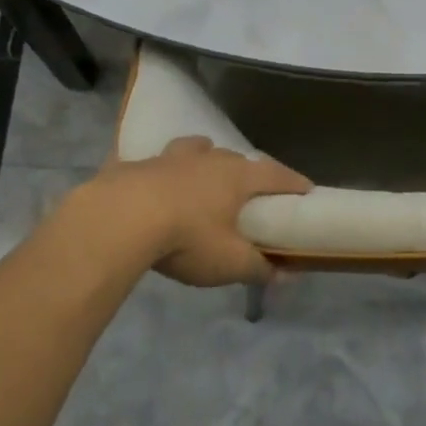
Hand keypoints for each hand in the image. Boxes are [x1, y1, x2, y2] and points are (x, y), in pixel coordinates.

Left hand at [85, 136, 312, 287]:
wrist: (120, 219)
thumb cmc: (187, 238)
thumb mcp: (229, 262)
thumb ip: (258, 268)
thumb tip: (284, 277)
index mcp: (236, 178)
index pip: (275, 175)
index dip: (292, 182)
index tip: (306, 189)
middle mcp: (206, 160)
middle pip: (234, 157)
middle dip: (246, 170)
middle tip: (249, 186)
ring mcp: (168, 158)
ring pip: (194, 148)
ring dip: (203, 155)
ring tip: (203, 167)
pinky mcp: (133, 165)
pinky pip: (150, 162)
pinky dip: (156, 169)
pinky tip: (149, 180)